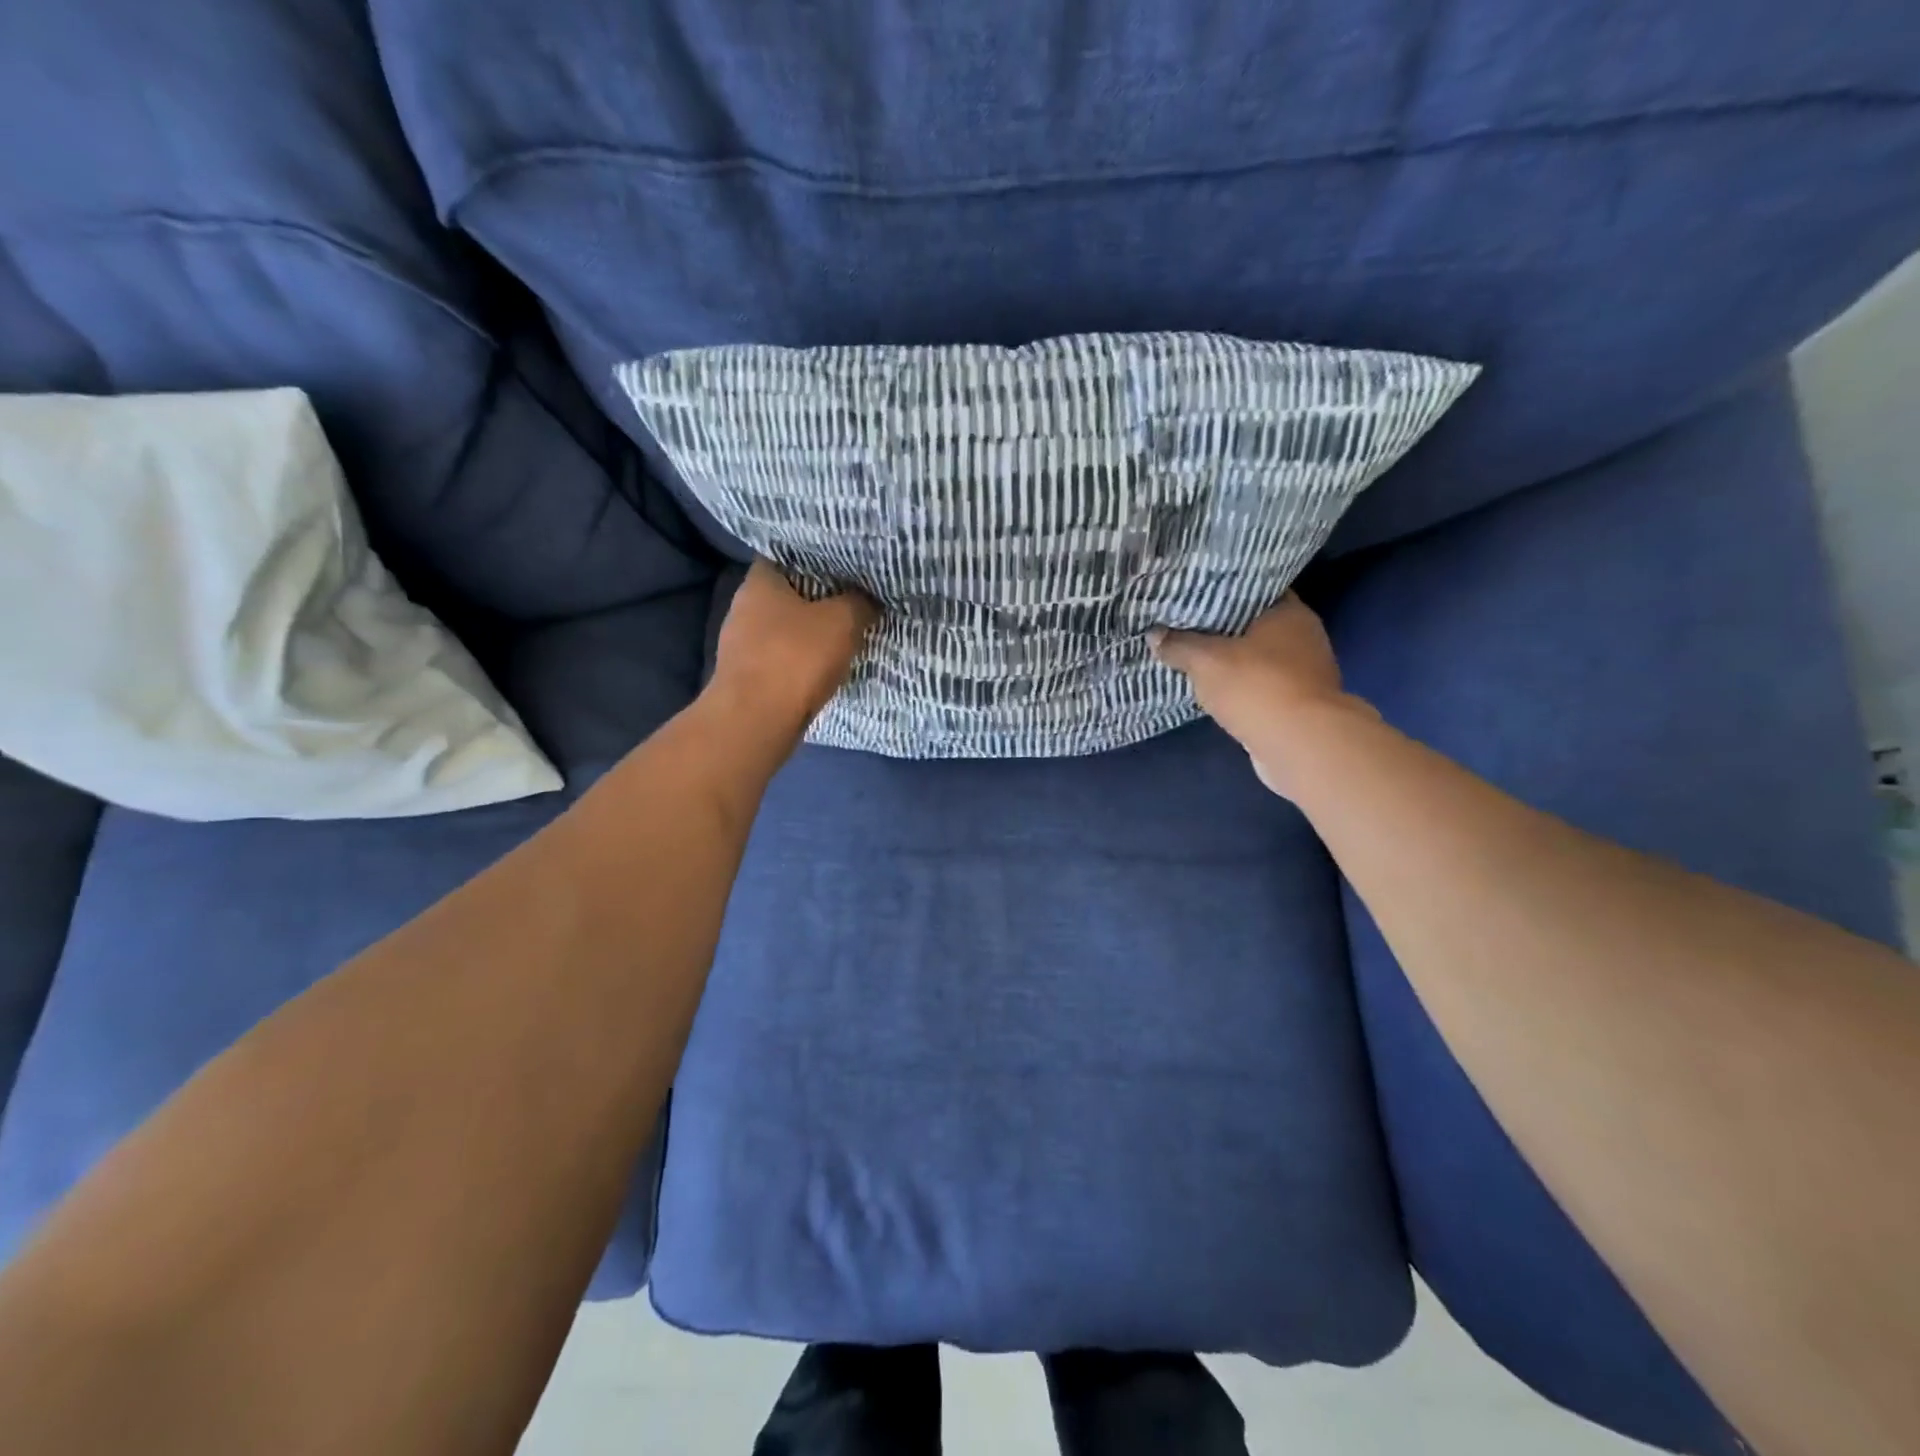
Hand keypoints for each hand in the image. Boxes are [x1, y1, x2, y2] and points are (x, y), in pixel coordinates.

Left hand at [709, 560, 877, 735]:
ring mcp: (741, 644)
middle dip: (818, 598)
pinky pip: (781, 658)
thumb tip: (869, 598)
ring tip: (844, 633)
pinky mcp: (747, 676)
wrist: (757, 721)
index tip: (845, 564)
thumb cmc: (796, 658)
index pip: (788, 554)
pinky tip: (824, 666)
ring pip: (784, 628)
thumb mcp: (843, 621)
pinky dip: (801, 660)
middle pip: (787, 593)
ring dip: (810, 632)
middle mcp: (743, 607)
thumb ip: (860, 602)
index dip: (818, 557)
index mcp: (760, 581)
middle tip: (852, 598)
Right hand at [1151, 594, 1376, 798]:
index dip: (1224, 589)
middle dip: (1223, 628)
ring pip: (1257, 658)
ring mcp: (1304, 674)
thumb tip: (1154, 635)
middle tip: (1185, 623)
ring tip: (1192, 655)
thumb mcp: (1205, 660)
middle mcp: (1303, 637)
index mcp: (1289, 612)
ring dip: (1231, 661)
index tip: (1194, 592)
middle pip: (1254, 625)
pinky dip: (1240, 687)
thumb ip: (1178, 645)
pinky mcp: (1297, 705)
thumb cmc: (1257, 686)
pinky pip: (1259, 687)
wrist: (1300, 745)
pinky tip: (1213, 689)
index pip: (1254, 589)